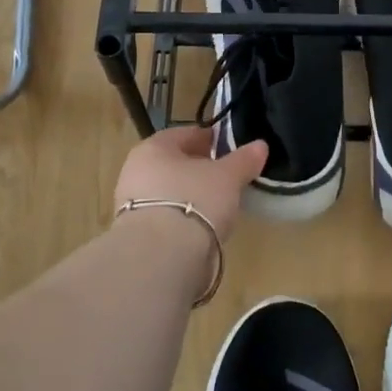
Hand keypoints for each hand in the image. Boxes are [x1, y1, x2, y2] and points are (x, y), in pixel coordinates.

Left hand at [113, 127, 268, 242]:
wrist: (161, 255)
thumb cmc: (194, 200)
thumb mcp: (228, 176)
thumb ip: (244, 160)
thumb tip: (260, 146)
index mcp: (153, 147)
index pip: (184, 135)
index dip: (208, 138)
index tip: (227, 147)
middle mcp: (136, 171)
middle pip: (173, 164)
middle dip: (198, 168)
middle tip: (225, 176)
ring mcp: (131, 204)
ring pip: (168, 192)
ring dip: (190, 195)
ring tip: (217, 205)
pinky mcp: (136, 234)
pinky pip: (165, 217)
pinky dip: (183, 218)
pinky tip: (201, 227)